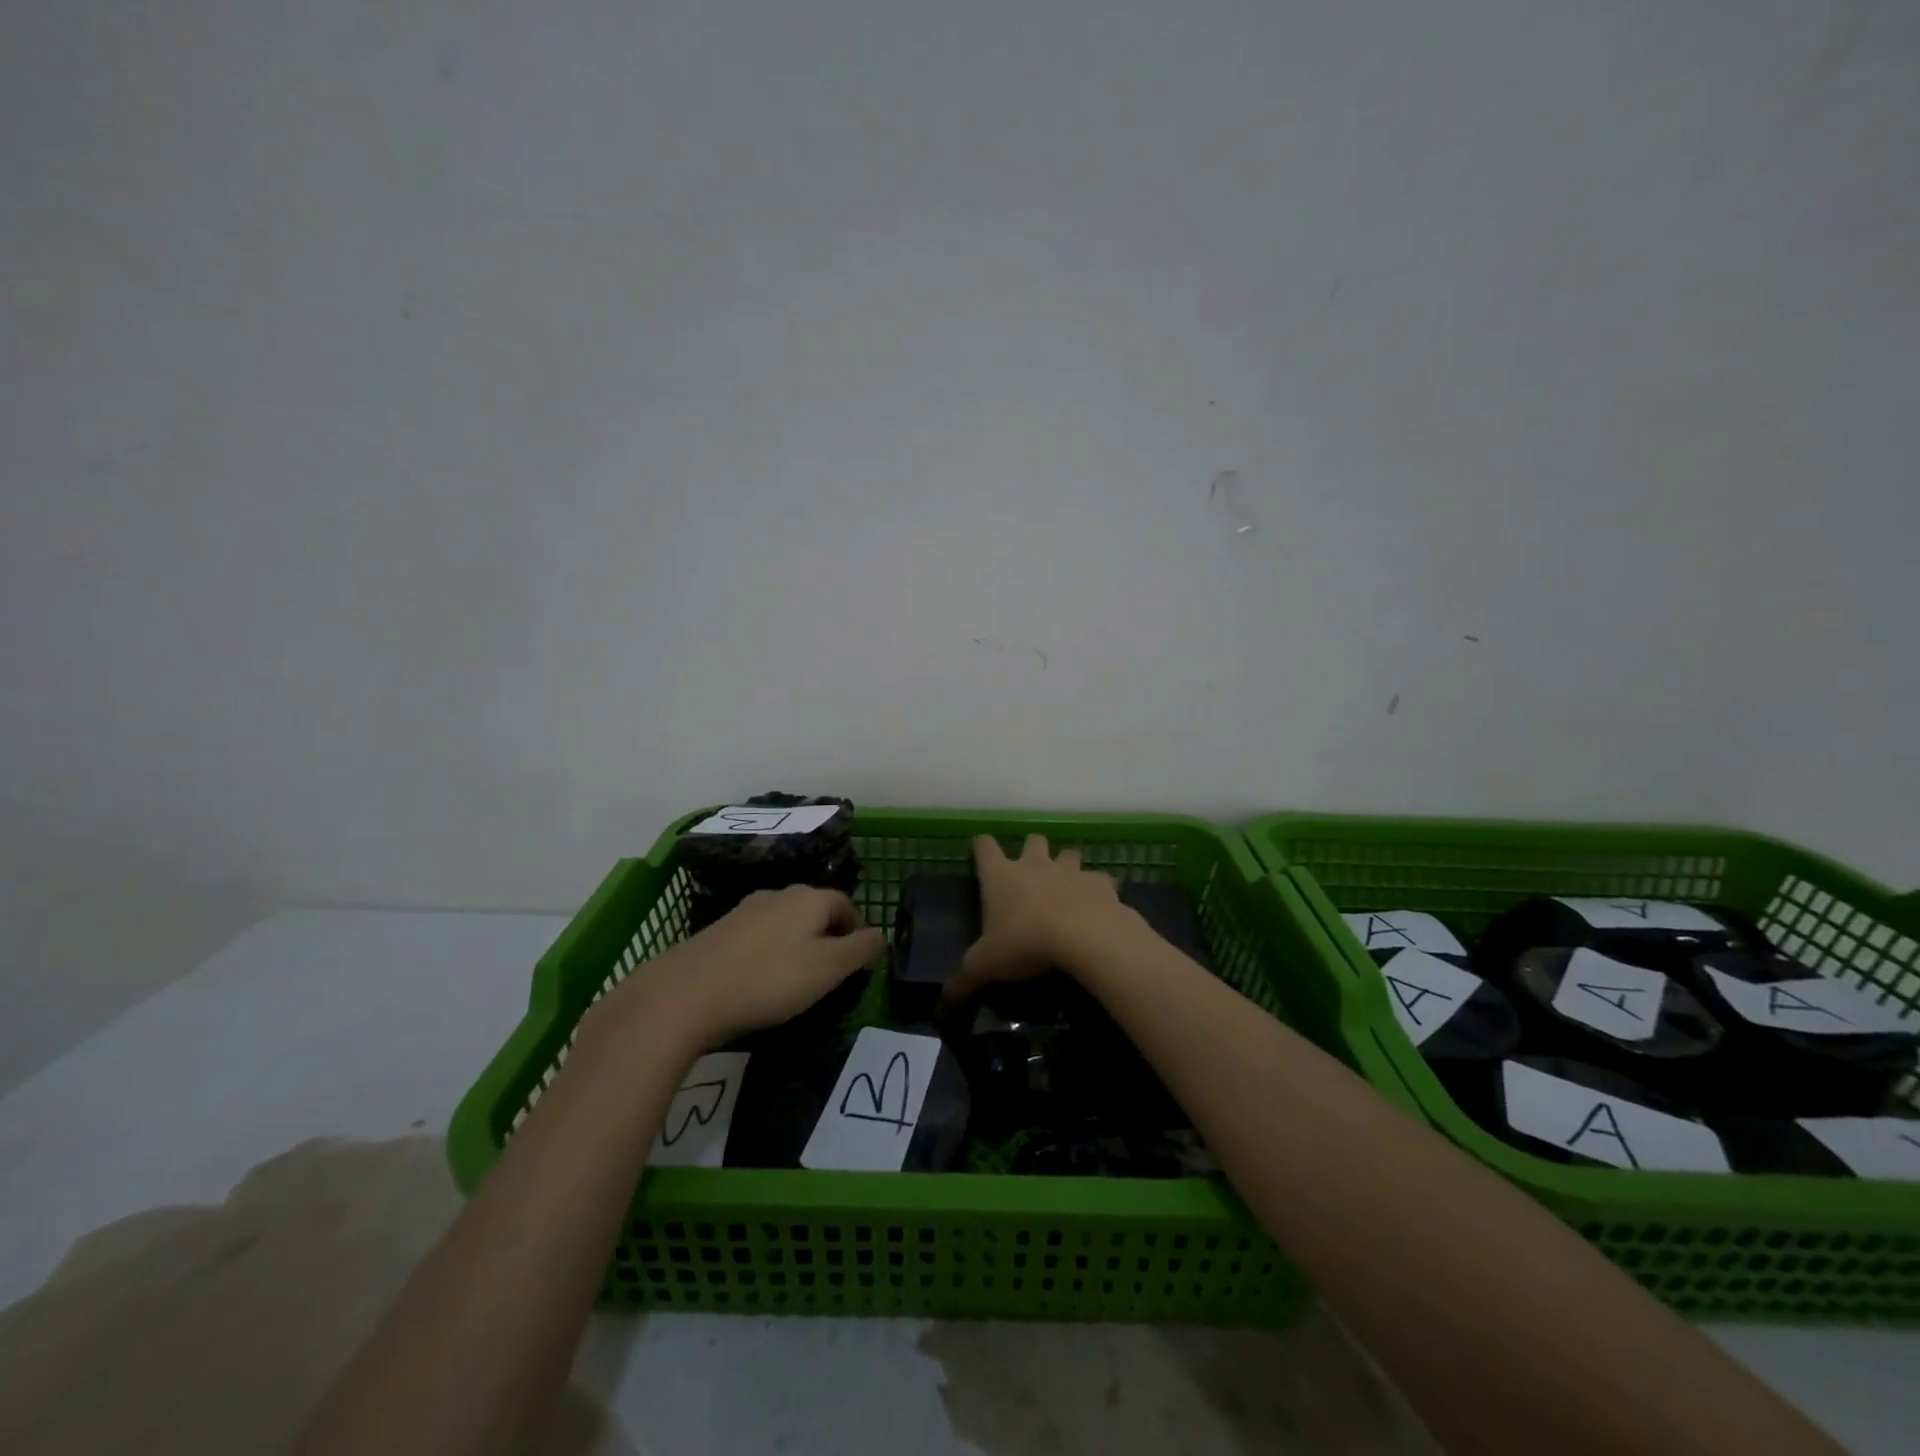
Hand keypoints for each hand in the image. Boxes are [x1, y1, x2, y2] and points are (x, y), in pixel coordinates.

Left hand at [614, 886, 885, 1045]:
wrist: (686, 993)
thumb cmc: (769, 979)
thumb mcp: (827, 969)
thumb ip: (859, 950)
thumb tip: (881, 936)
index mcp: (809, 898)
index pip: (844, 903)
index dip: (856, 928)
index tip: (858, 958)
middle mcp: (778, 895)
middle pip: (813, 908)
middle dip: (827, 933)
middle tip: (831, 970)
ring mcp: (744, 910)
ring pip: (784, 921)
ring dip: (796, 942)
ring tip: (796, 977)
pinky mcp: (718, 931)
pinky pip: (757, 936)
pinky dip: (768, 952)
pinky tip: (760, 979)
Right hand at [939, 834, 1128, 1009]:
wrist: (1083, 937)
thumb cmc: (1024, 943)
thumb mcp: (985, 967)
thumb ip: (962, 982)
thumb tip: (940, 1007)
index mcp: (1001, 876)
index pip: (985, 846)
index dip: (982, 847)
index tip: (981, 852)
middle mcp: (1034, 864)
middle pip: (1032, 840)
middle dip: (1032, 851)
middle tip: (1031, 874)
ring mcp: (1070, 870)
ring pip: (1069, 853)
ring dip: (1067, 865)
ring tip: (1067, 888)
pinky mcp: (1100, 883)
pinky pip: (1100, 879)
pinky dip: (1098, 890)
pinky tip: (1098, 907)